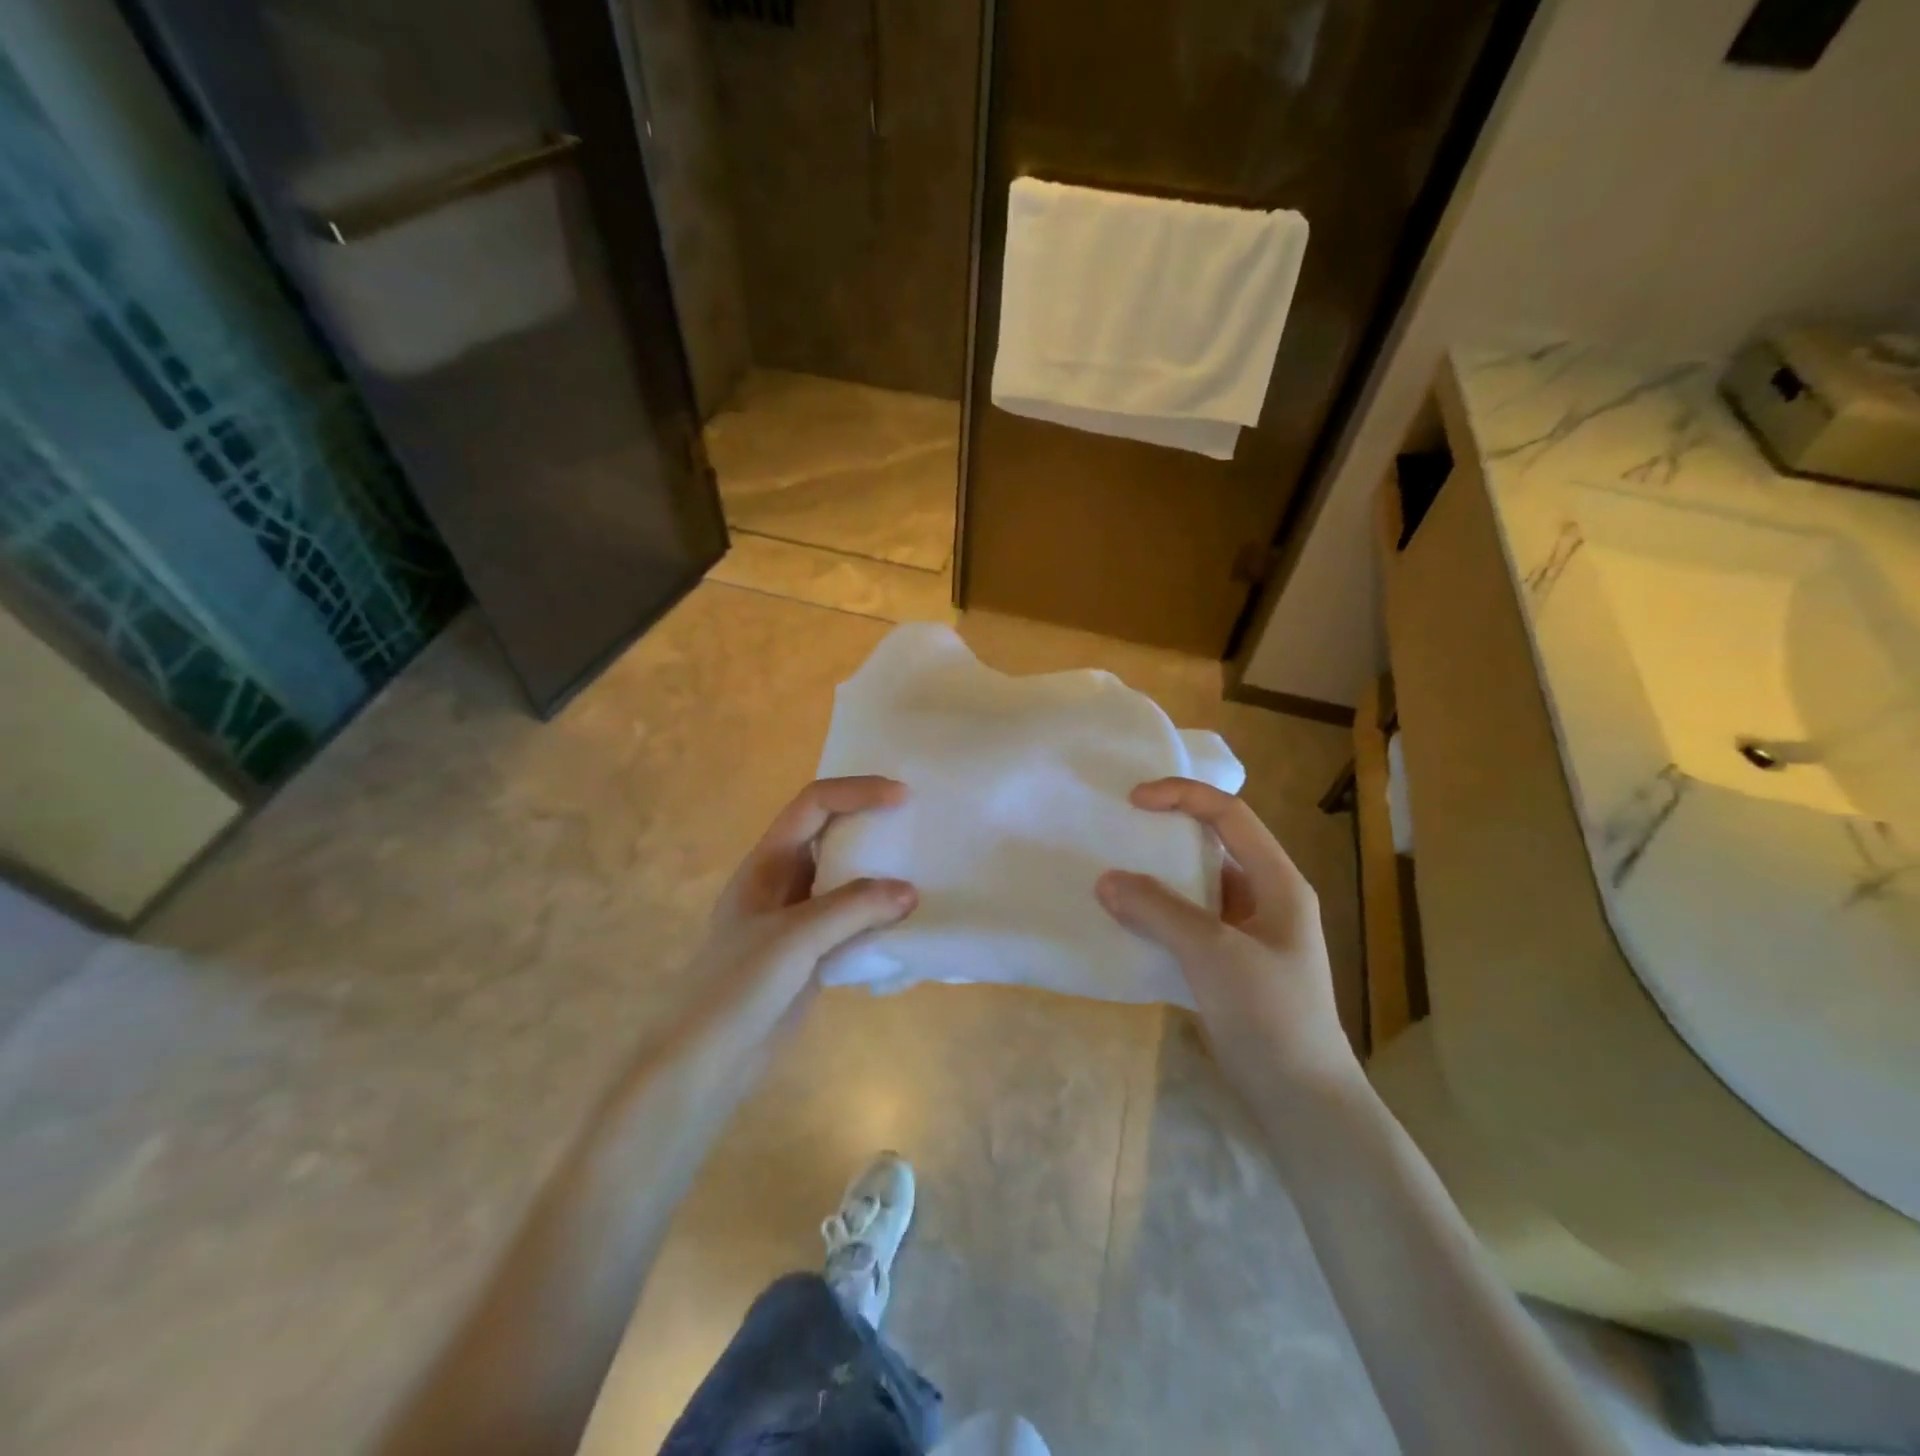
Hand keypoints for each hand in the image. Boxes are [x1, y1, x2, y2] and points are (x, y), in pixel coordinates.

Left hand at [685, 776, 916, 1047]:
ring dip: (879, 872)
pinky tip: (906, 924)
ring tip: (921, 870)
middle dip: (872, 824)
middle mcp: (782, 882)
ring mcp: (797, 919)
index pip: (814, 805)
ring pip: (844, 879)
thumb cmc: (737, 988)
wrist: (706, 1063)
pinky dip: (878, 916)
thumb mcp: (794, 940)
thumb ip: (852, 909)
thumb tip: (910, 891)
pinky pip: (851, 921)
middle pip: (831, 835)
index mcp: (767, 863)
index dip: (857, 791)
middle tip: (917, 826)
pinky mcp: (810, 954)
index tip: (902, 797)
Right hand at [1096, 778, 1358, 1102]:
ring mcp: (1249, 934)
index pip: (1230, 815)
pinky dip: (1159, 914)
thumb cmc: (1270, 1016)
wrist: (1302, 1101)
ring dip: (1159, 877)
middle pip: (1214, 845)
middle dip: (1167, 833)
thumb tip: (1106, 880)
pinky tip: (1128, 922)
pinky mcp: (1231, 965)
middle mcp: (1267, 898)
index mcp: (1279, 882)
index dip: (1183, 796)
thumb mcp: (1213, 954)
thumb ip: (1159, 911)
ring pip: (1198, 886)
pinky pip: (1190, 922)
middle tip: (1120, 830)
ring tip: (1114, 873)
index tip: (1133, 800)